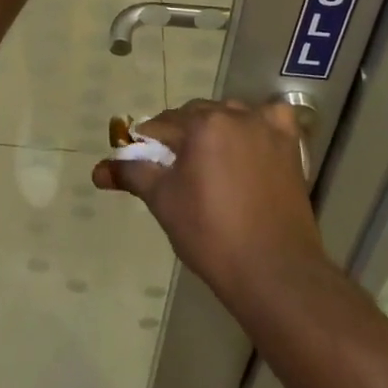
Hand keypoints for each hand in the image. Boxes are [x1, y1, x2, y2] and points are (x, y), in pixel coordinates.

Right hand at [93, 99, 327, 307]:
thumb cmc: (212, 236)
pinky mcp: (290, 145)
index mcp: (202, 124)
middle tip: (175, 171)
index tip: (144, 164)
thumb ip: (133, 175)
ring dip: (215, 130)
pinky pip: (270, 119)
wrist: (274, 273)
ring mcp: (266, 127)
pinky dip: (259, 125)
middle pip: (195, 116)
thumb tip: (98, 170)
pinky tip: (251, 145)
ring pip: (229, 116)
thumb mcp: (164, 202)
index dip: (148, 143)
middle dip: (181, 137)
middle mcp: (234, 114)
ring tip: (210, 166)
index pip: (163, 124)